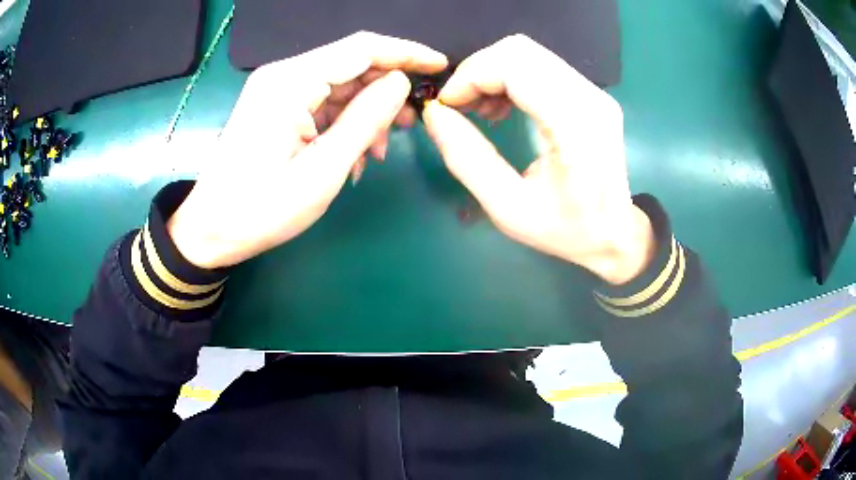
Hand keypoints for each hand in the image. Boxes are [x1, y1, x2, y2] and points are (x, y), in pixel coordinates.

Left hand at [167, 32, 447, 268]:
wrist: (211, 229)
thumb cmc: (262, 209)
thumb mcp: (322, 170)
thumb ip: (364, 120)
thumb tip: (400, 83)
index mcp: (291, 83)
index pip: (361, 49)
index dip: (405, 53)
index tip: (440, 65)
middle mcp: (284, 75)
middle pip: (351, 64)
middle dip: (387, 89)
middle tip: (412, 122)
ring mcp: (278, 90)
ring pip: (340, 85)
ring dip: (367, 111)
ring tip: (381, 148)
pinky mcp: (277, 106)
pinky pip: (322, 102)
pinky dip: (345, 122)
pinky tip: (355, 152)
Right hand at [423, 35, 654, 284]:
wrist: (615, 234)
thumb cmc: (566, 230)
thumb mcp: (507, 208)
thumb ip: (466, 159)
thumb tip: (435, 114)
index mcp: (574, 127)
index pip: (515, 67)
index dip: (471, 76)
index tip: (447, 104)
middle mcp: (590, 99)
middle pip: (520, 50)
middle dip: (478, 71)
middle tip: (461, 106)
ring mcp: (595, 93)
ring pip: (529, 53)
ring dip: (493, 73)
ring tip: (481, 109)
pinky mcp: (592, 94)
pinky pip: (541, 65)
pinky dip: (511, 77)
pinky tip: (503, 106)